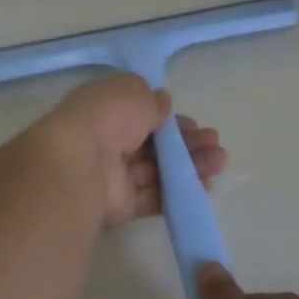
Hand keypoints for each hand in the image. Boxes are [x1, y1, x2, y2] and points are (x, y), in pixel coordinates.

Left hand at [36, 74, 226, 229]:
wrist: (79, 165)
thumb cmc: (105, 118)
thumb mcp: (132, 92)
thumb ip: (151, 100)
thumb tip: (161, 103)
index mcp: (104, 112)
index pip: (141, 115)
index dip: (169, 119)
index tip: (194, 124)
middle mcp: (107, 143)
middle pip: (153, 145)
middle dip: (186, 143)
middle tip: (214, 143)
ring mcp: (113, 177)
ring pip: (158, 170)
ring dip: (190, 165)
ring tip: (219, 162)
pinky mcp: (120, 206)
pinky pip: (154, 197)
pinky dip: (179, 192)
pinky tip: (205, 186)